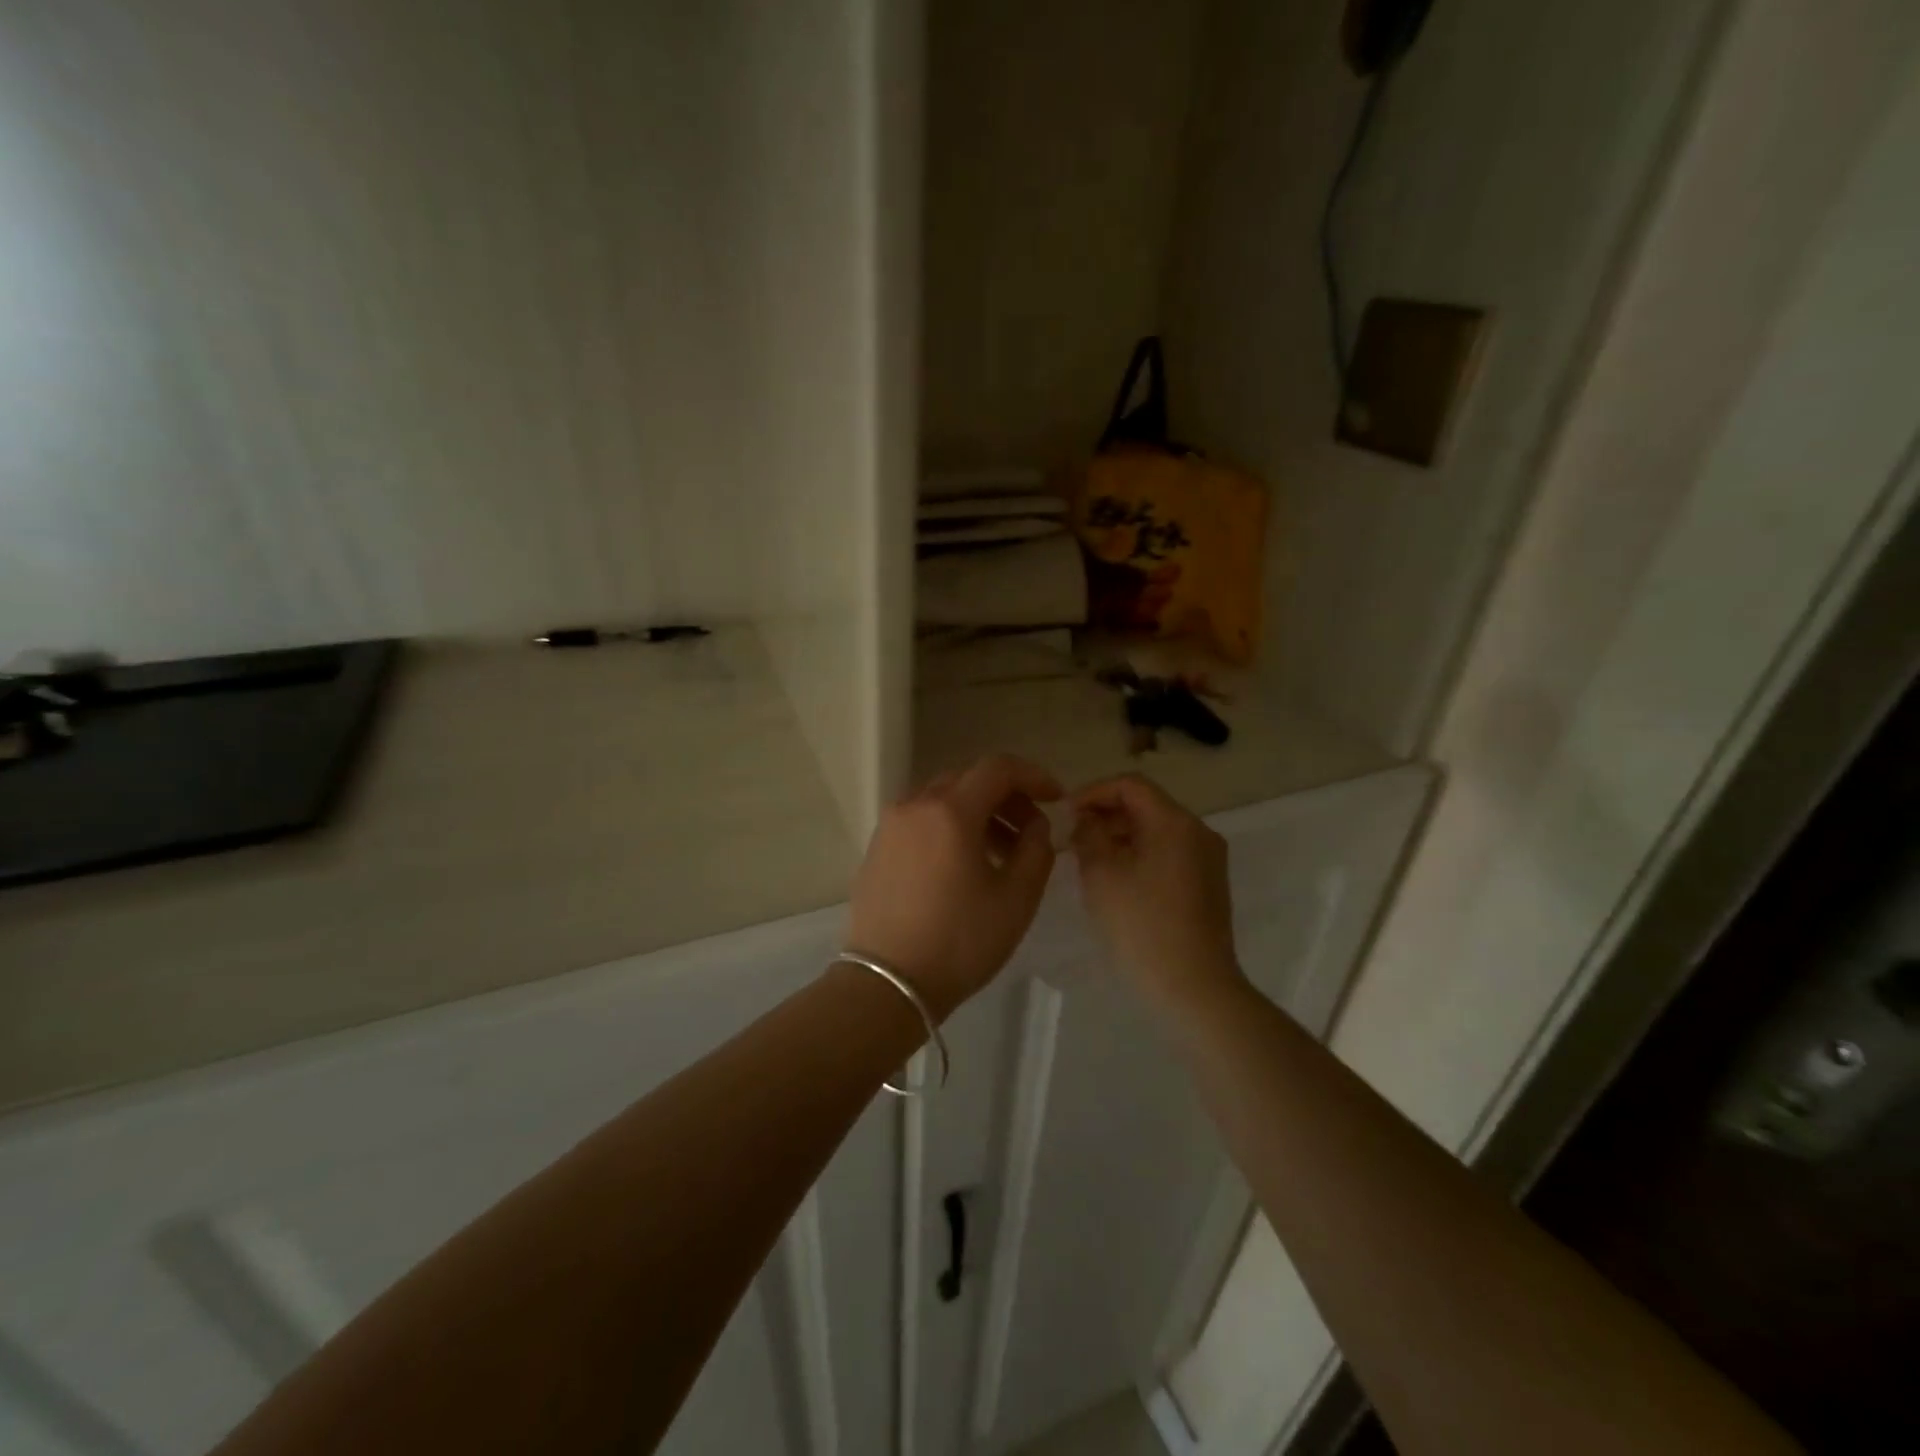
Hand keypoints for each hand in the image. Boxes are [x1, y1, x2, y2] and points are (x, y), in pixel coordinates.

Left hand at [846, 755, 1062, 1017]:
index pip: (998, 768)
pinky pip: (921, 819)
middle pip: (969, 779)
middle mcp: (915, 805)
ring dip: (978, 811)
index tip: (1055, 798)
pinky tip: (963, 863)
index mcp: (950, 810)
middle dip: (1006, 796)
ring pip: (942, 798)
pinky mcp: (877, 847)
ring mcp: (890, 825)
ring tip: (1000, 852)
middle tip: (1031, 829)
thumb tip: (1034, 825)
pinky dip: (949, 826)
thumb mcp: (1017, 898)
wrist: (888, 983)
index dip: (1033, 776)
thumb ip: (1037, 849)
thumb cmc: (960, 940)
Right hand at [1071, 775, 1245, 1014]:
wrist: (1195, 988)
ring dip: (1120, 837)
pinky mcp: (1208, 885)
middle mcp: (1198, 832)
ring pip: (1156, 832)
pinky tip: (1116, 882)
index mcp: (1175, 822)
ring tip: (1087, 861)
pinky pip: (1168, 854)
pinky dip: (1139, 856)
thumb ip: (1088, 835)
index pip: (1130, 785)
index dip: (1093, 792)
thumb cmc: (1142, 926)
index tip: (1065, 814)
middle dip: (1105, 816)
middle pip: (1146, 806)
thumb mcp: (1101, 874)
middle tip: (1071, 840)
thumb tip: (1086, 819)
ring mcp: (1208, 860)